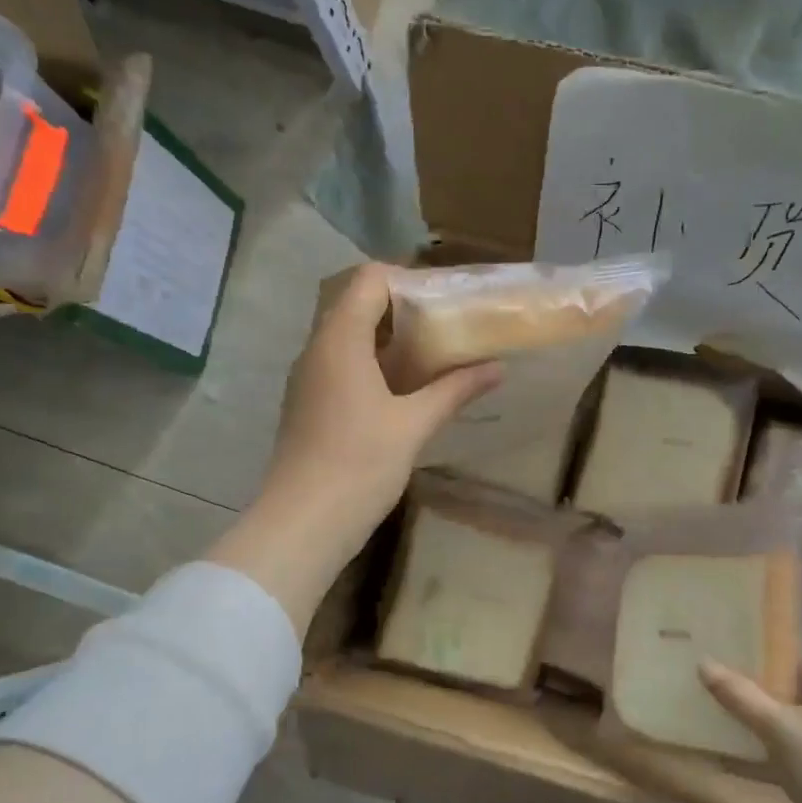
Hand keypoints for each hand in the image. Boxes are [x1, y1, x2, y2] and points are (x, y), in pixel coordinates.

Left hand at [207, 264, 499, 634]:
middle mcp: (317, 349)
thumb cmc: (359, 465)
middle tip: (446, 328)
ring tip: (433, 357)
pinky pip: (341, 367)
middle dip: (403, 311)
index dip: (408, 281)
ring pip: (348, 338)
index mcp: (339, 339)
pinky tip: (404, 392)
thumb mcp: (414, 425)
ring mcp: (308, 378)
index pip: (369, 280)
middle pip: (357, 305)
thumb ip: (455, 390)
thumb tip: (498, 367)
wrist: (303, 523)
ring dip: (388, 341)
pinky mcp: (309, 405)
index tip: (446, 302)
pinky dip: (373, 366)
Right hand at [700, 644, 801, 802]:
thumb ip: (739, 695)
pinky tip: (762, 768)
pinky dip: (794, 753)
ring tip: (744, 729)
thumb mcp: (775, 727)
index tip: (746, 666)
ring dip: (783, 725)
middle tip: (739, 696)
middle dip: (777, 692)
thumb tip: (703, 663)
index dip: (781, 657)